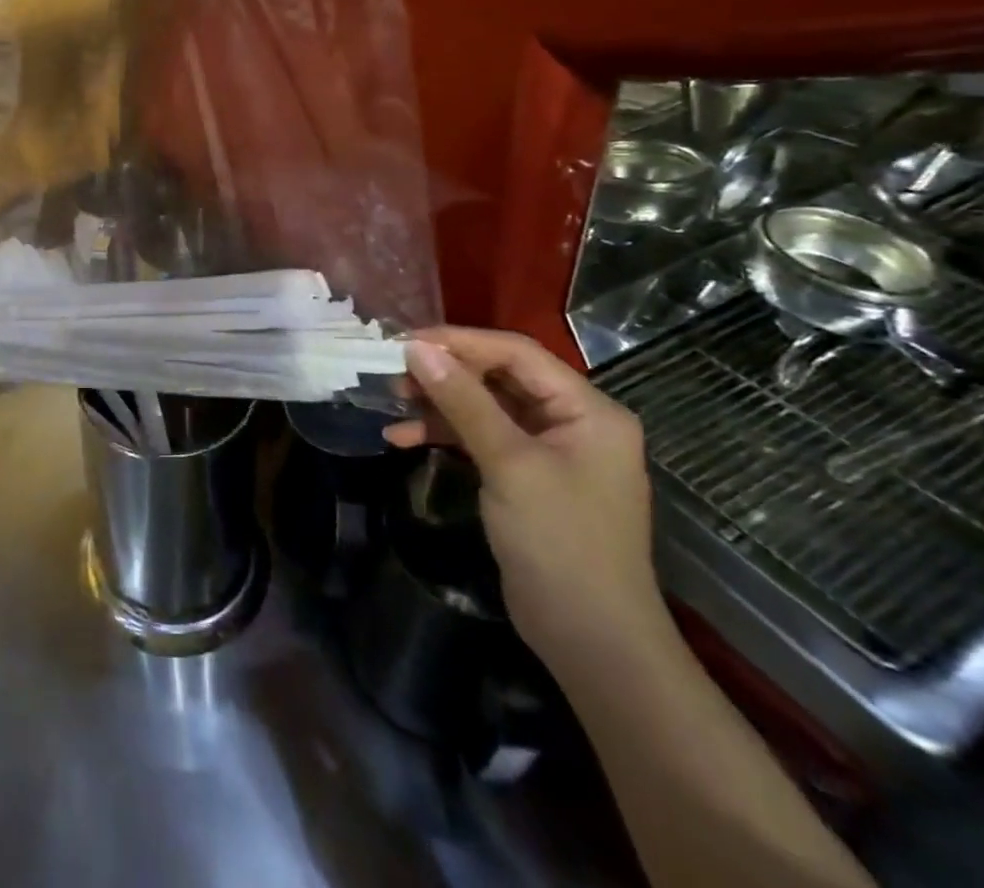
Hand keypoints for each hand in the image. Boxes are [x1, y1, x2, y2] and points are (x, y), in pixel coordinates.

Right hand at [383, 327, 664, 668]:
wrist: (592, 642)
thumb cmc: (560, 542)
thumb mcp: (509, 464)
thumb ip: (463, 401)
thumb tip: (417, 348)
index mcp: (588, 410)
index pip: (517, 354)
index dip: (460, 341)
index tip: (405, 341)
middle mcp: (572, 422)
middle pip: (499, 377)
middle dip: (445, 373)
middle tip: (393, 373)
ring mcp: (548, 452)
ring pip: (484, 407)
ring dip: (438, 404)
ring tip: (391, 403)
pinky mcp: (525, 478)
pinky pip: (480, 439)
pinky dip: (444, 435)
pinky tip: (402, 439)